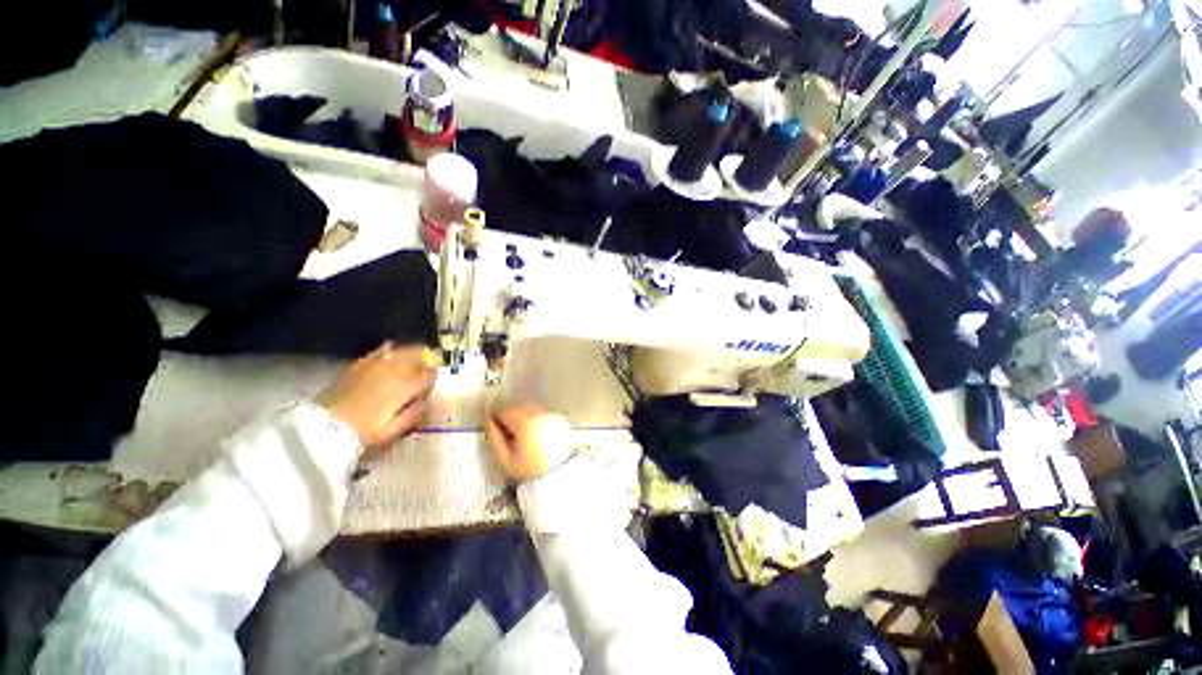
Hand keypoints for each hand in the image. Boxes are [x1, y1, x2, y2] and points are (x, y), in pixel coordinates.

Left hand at [318, 343, 437, 449]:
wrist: (321, 429)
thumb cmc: (362, 433)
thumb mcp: (394, 430)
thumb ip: (416, 413)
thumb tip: (429, 401)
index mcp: (404, 386)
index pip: (429, 375)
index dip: (433, 381)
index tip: (431, 388)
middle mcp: (392, 369)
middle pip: (419, 357)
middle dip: (427, 363)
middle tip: (427, 374)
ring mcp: (375, 363)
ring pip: (403, 350)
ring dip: (413, 355)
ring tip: (413, 365)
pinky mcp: (360, 363)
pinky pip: (384, 349)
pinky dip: (394, 351)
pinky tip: (393, 358)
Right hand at [483, 404, 572, 481]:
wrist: (557, 474)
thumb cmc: (528, 469)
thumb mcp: (505, 459)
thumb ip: (493, 437)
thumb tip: (486, 420)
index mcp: (524, 423)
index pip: (503, 410)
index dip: (494, 416)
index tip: (492, 425)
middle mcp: (539, 414)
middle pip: (517, 407)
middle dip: (508, 416)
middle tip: (505, 431)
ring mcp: (550, 415)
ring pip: (529, 408)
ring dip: (521, 416)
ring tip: (519, 434)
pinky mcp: (558, 418)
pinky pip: (540, 413)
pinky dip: (534, 418)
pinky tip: (533, 433)